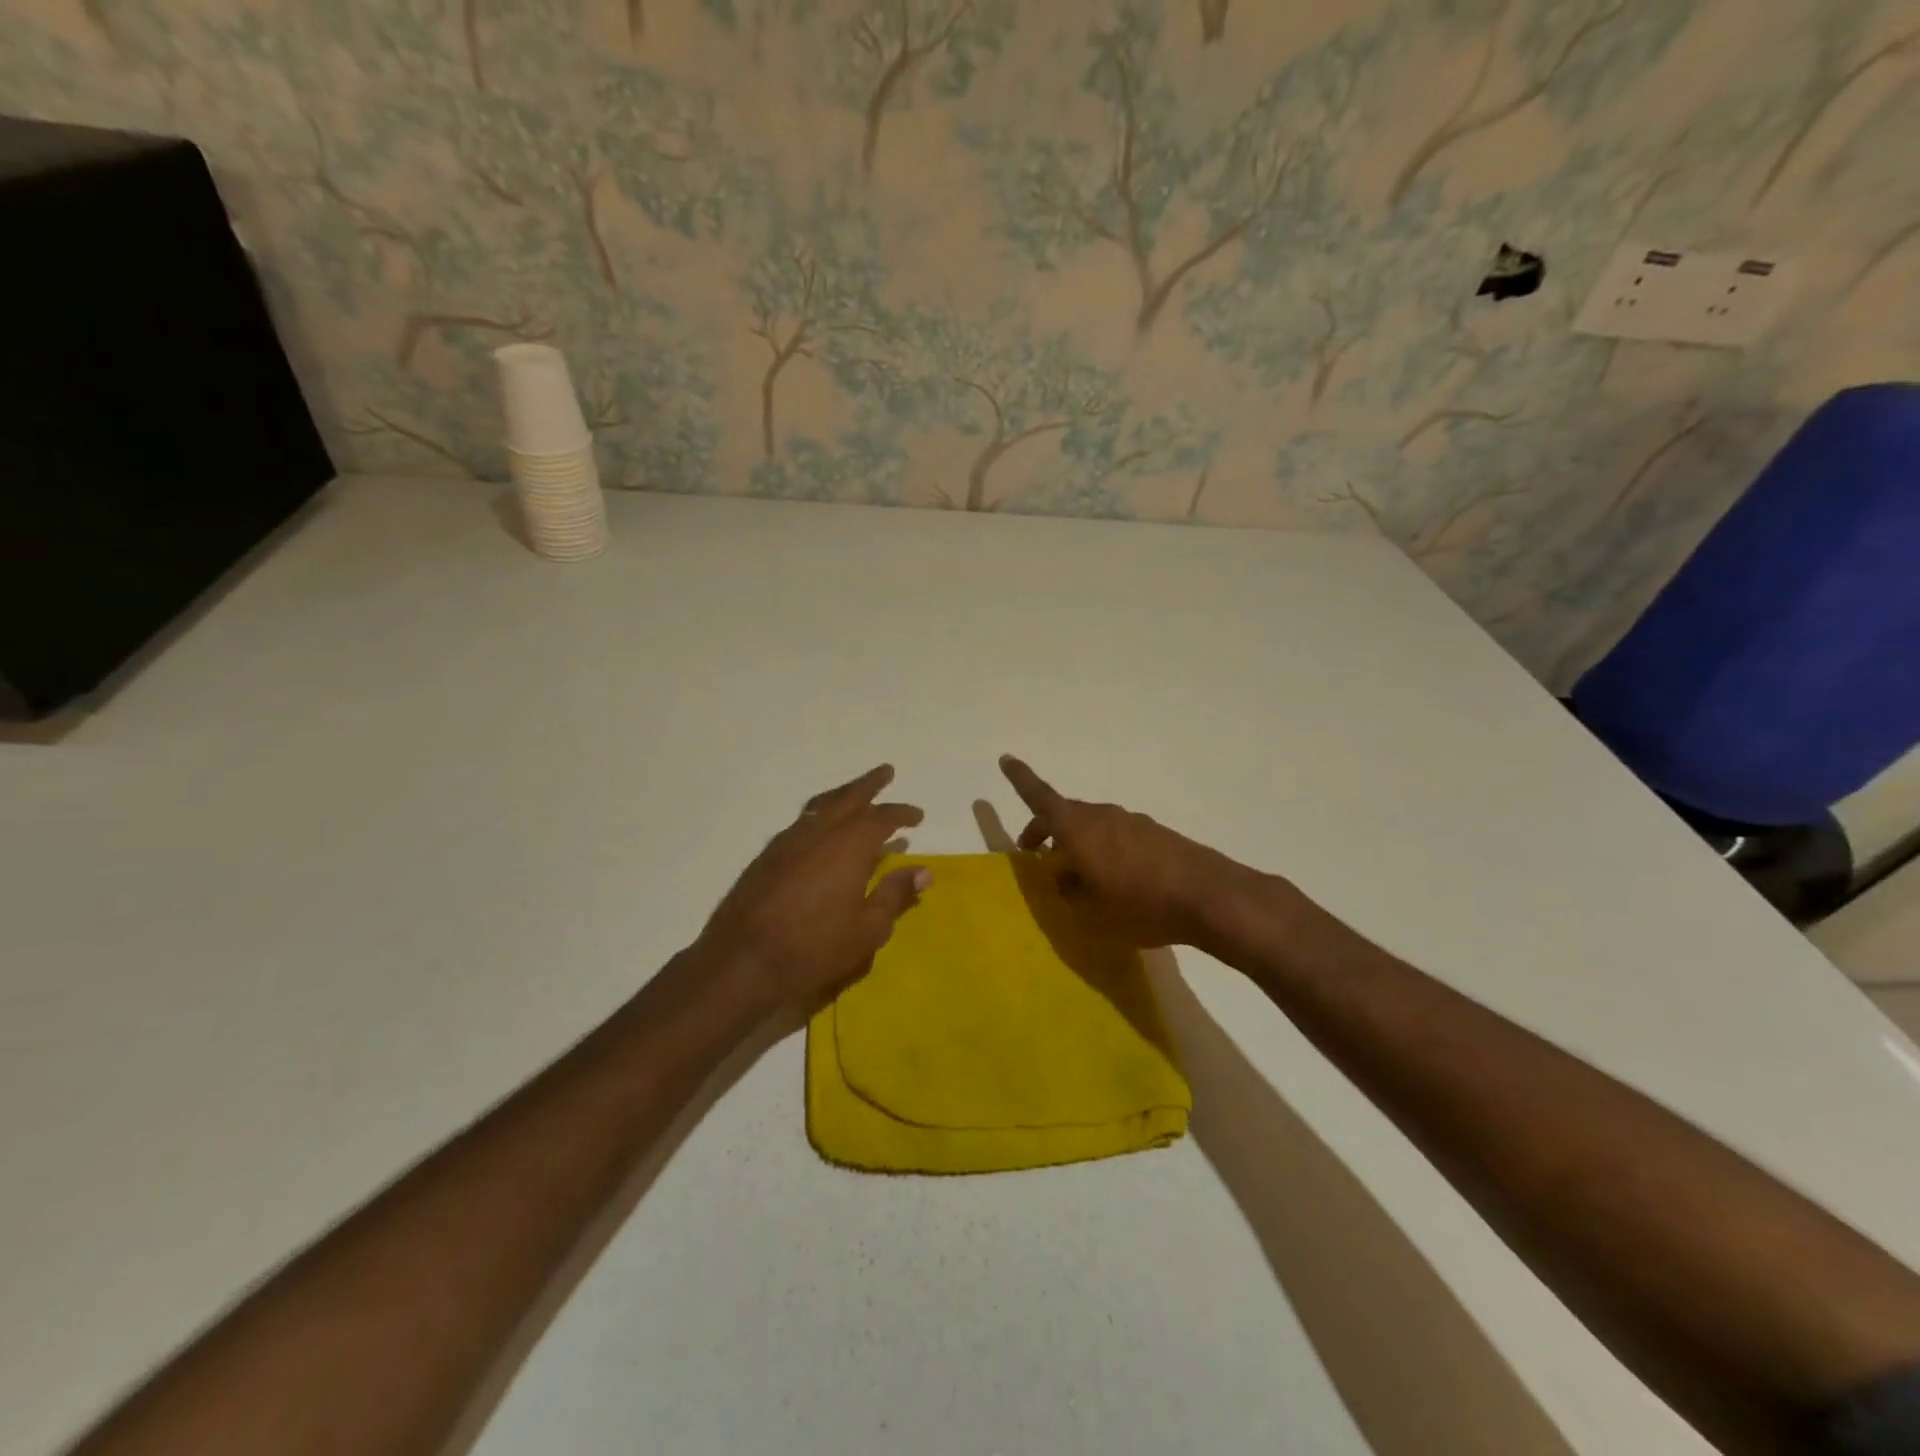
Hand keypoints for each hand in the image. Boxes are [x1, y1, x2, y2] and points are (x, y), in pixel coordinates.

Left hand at [698, 765, 931, 1010]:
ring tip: (855, 794)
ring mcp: (789, 840)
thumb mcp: (868, 929)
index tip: (918, 816)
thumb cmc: (815, 947)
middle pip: (848, 797)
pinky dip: (819, 816)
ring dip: (842, 796)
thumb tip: (923, 871)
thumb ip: (895, 894)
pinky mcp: (767, 855)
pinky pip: (801, 822)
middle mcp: (820, 832)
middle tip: (885, 772)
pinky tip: (821, 829)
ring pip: (821, 806)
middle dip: (869, 784)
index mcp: (850, 845)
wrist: (742, 959)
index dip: (902, 814)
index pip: (882, 818)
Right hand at [999, 754, 1252, 948]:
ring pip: (1092, 826)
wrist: (1209, 897)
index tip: (1005, 759)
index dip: (1020, 778)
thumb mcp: (1093, 912)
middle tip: (1036, 857)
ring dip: (1077, 843)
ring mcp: (1132, 822)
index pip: (1040, 797)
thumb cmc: (1140, 905)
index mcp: (1078, 829)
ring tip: (1078, 879)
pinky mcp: (1155, 834)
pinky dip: (1104, 849)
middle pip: (1065, 814)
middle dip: (1045, 831)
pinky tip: (1117, 881)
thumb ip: (1072, 892)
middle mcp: (1102, 816)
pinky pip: (1117, 835)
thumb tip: (1066, 881)